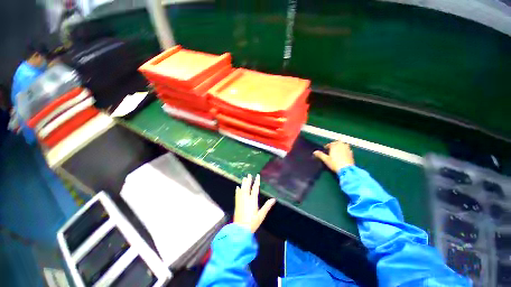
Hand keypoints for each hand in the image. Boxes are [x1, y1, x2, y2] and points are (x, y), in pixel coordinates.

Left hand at [234, 174, 275, 232]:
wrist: (240, 229)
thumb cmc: (252, 223)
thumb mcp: (261, 215)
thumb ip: (267, 206)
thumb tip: (273, 199)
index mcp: (253, 201)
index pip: (255, 188)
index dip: (256, 181)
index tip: (257, 176)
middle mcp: (246, 199)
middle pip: (247, 187)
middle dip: (248, 180)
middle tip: (249, 174)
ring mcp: (241, 201)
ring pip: (242, 190)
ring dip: (243, 183)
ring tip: (244, 178)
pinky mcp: (237, 204)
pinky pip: (237, 195)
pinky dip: (238, 190)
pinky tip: (237, 187)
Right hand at [313, 141, 354, 172]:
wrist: (346, 169)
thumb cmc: (334, 163)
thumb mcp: (326, 159)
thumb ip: (320, 155)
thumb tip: (314, 152)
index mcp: (335, 146)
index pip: (331, 143)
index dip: (327, 146)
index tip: (325, 148)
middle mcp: (341, 146)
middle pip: (338, 142)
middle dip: (335, 144)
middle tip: (332, 148)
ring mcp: (347, 149)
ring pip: (344, 144)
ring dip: (341, 146)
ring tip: (338, 150)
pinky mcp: (351, 153)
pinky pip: (348, 149)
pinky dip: (345, 150)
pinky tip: (344, 154)